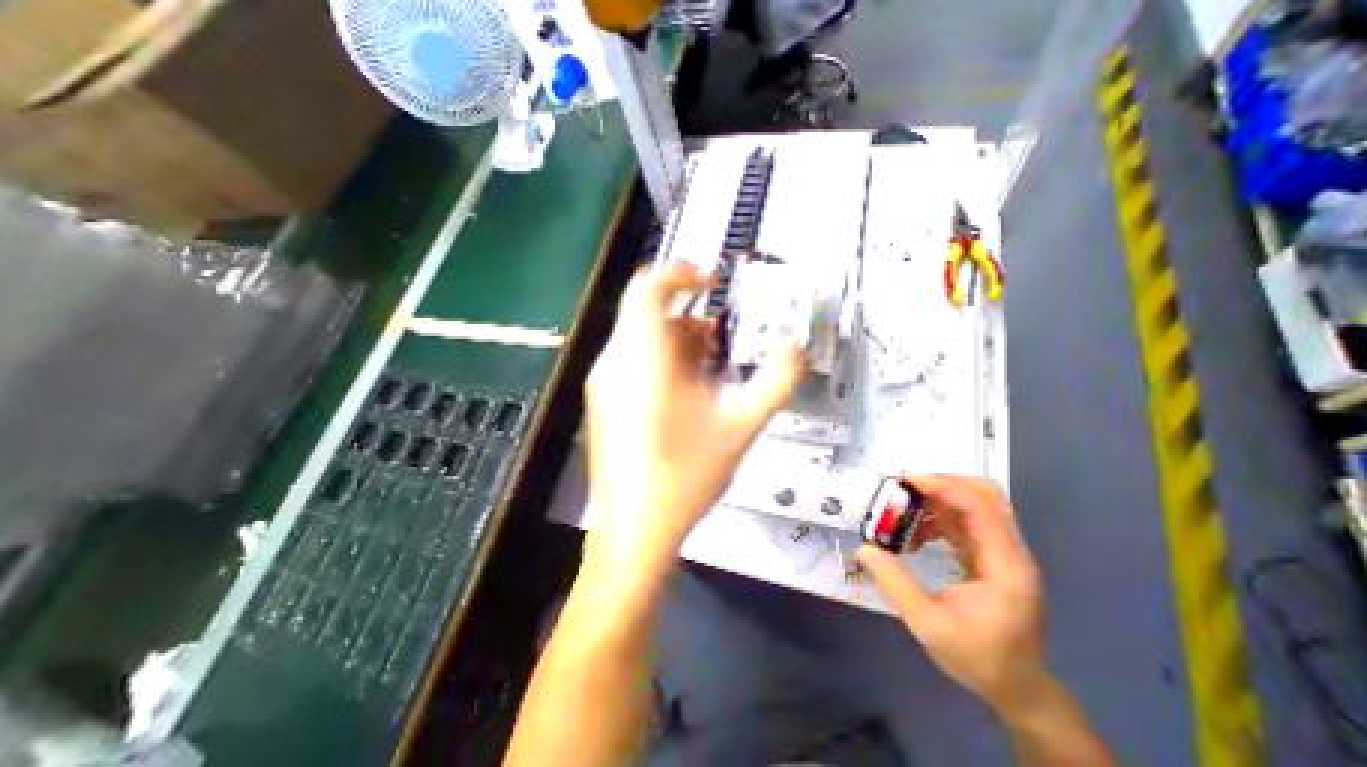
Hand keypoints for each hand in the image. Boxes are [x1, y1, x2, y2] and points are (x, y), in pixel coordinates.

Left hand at [584, 265, 801, 578]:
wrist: (634, 532)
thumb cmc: (684, 478)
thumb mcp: (740, 426)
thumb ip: (775, 382)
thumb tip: (797, 350)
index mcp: (641, 359)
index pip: (648, 287)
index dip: (681, 272)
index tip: (711, 279)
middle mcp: (615, 364)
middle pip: (650, 315)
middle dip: (690, 319)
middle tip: (722, 339)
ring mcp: (604, 385)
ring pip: (642, 341)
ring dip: (679, 343)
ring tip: (712, 368)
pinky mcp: (605, 404)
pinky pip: (634, 364)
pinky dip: (664, 363)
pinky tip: (690, 393)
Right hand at [859, 475, 1049, 716]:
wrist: (1019, 690)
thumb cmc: (979, 658)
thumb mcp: (928, 625)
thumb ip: (896, 584)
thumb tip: (864, 549)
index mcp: (1004, 565)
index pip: (979, 507)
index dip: (942, 487)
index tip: (905, 482)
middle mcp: (1010, 551)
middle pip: (984, 495)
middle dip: (942, 484)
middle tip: (905, 489)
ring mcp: (1003, 553)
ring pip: (974, 505)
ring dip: (937, 501)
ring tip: (903, 511)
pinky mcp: (992, 557)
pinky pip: (966, 523)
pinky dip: (939, 518)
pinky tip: (916, 534)